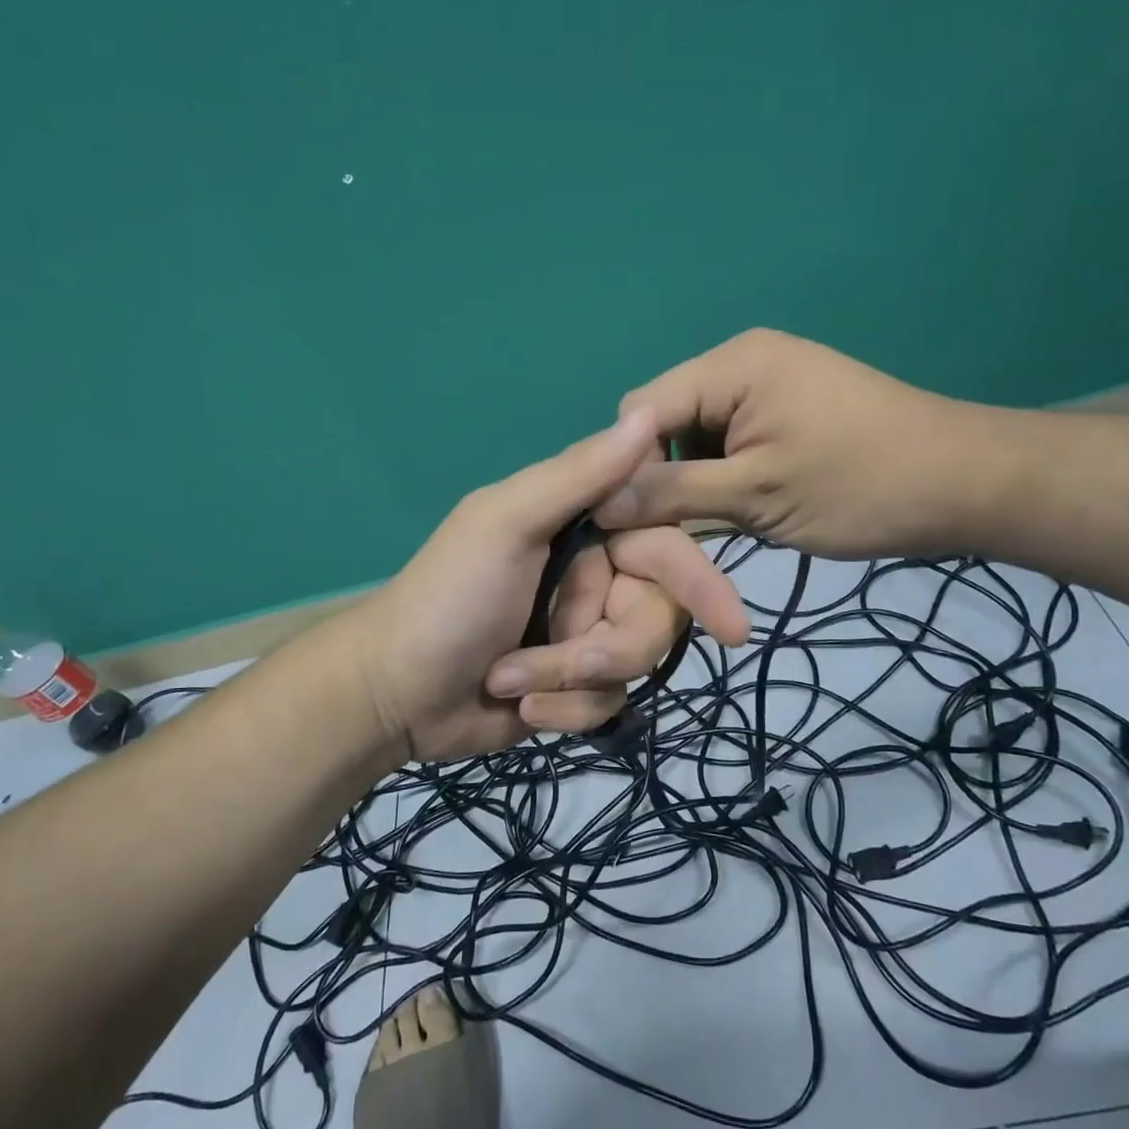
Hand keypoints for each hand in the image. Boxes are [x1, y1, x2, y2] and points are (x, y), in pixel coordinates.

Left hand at [354, 412, 751, 760]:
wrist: (394, 693)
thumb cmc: (448, 598)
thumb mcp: (507, 524)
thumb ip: (578, 475)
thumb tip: (648, 416)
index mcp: (584, 529)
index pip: (667, 547)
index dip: (701, 583)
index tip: (734, 627)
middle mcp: (596, 578)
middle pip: (659, 618)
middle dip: (612, 648)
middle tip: (566, 663)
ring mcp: (587, 635)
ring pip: (635, 666)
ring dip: (573, 682)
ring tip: (514, 686)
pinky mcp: (577, 689)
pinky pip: (608, 704)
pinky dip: (565, 712)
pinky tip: (518, 709)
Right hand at [595, 329, 1001, 559]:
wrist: (965, 485)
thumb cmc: (860, 487)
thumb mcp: (756, 496)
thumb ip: (673, 494)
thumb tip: (601, 504)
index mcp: (731, 366)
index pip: (639, 409)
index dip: (625, 466)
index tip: (629, 524)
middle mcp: (741, 363)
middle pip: (664, 420)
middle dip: (662, 474)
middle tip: (677, 530)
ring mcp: (768, 385)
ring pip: (695, 436)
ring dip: (695, 480)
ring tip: (720, 520)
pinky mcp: (786, 411)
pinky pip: (729, 441)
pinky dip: (724, 476)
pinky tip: (743, 506)